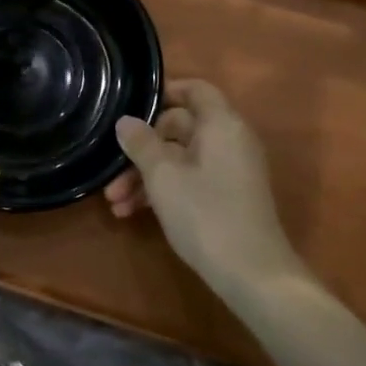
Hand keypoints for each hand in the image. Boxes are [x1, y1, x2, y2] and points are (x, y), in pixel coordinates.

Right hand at [104, 80, 301, 292]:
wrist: (253, 275)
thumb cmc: (205, 214)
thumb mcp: (163, 177)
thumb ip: (141, 144)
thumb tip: (125, 121)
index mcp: (221, 124)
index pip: (195, 89)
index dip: (165, 91)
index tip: (132, 105)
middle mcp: (229, 140)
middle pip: (180, 128)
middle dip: (142, 148)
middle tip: (111, 171)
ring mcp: (230, 171)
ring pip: (180, 159)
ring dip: (145, 176)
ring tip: (114, 202)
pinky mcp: (227, 197)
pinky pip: (190, 180)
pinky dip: (163, 190)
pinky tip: (132, 213)